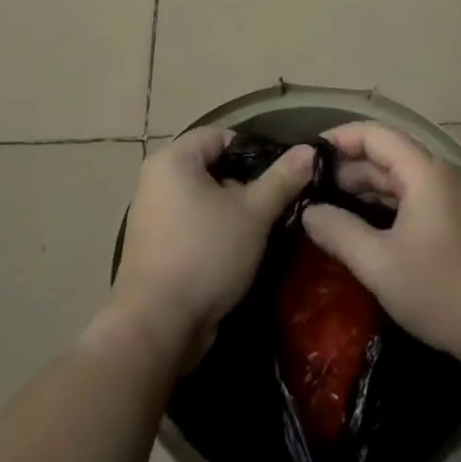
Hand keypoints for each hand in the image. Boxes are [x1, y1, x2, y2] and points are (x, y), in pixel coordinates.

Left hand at [105, 128, 313, 366]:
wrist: (157, 325)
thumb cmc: (206, 254)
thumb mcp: (253, 214)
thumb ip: (282, 179)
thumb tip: (309, 150)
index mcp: (173, 159)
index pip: (221, 136)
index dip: (255, 151)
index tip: (282, 175)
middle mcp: (156, 178)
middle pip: (212, 166)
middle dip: (246, 184)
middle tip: (276, 205)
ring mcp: (152, 213)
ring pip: (203, 198)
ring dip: (233, 210)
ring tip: (262, 229)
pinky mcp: (154, 244)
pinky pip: (191, 222)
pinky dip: (214, 230)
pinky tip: (238, 251)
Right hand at [300, 122, 460, 367]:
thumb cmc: (443, 289)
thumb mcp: (379, 264)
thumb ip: (339, 232)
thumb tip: (309, 212)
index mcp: (424, 172)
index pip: (375, 135)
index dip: (340, 138)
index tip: (307, 155)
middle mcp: (439, 176)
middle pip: (387, 155)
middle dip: (347, 167)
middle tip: (309, 187)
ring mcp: (452, 199)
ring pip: (399, 179)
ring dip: (365, 188)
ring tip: (328, 206)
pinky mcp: (457, 223)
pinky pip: (412, 199)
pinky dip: (384, 204)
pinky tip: (362, 227)